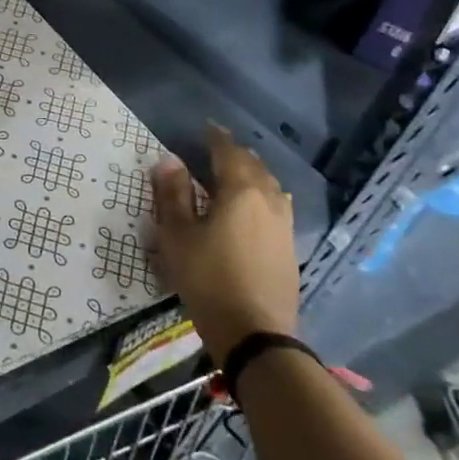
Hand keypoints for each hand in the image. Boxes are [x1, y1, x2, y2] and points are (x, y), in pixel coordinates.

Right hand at [149, 126, 299, 366]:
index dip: (216, 138)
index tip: (205, 127)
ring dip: (251, 175)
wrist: (254, 331)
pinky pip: (276, 207)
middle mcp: (269, 200)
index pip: (228, 152)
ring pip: (269, 187)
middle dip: (235, 154)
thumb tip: (169, 160)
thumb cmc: (207, 277)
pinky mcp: (289, 248)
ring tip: (233, 175)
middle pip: (254, 166)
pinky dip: (261, 196)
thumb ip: (173, 194)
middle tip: (215, 150)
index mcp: (241, 191)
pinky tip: (252, 209)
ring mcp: (284, 225)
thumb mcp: (177, 235)